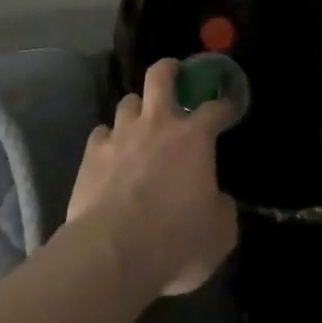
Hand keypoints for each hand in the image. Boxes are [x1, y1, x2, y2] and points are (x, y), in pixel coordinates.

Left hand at [67, 59, 238, 297]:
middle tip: (174, 74)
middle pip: (160, 76)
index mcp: (194, 137)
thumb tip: (219, 202)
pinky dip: (108, 139)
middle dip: (169, 69)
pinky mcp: (92, 153)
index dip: (225, 105)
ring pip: (128, 102)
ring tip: (140, 123)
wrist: (112, 253)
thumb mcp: (219, 233)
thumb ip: (222, 209)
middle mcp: (157, 124)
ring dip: (137, 109)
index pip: (215, 108)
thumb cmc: (175, 240)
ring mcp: (121, 135)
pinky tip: (110, 153)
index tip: (229, 107)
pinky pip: (101, 133)